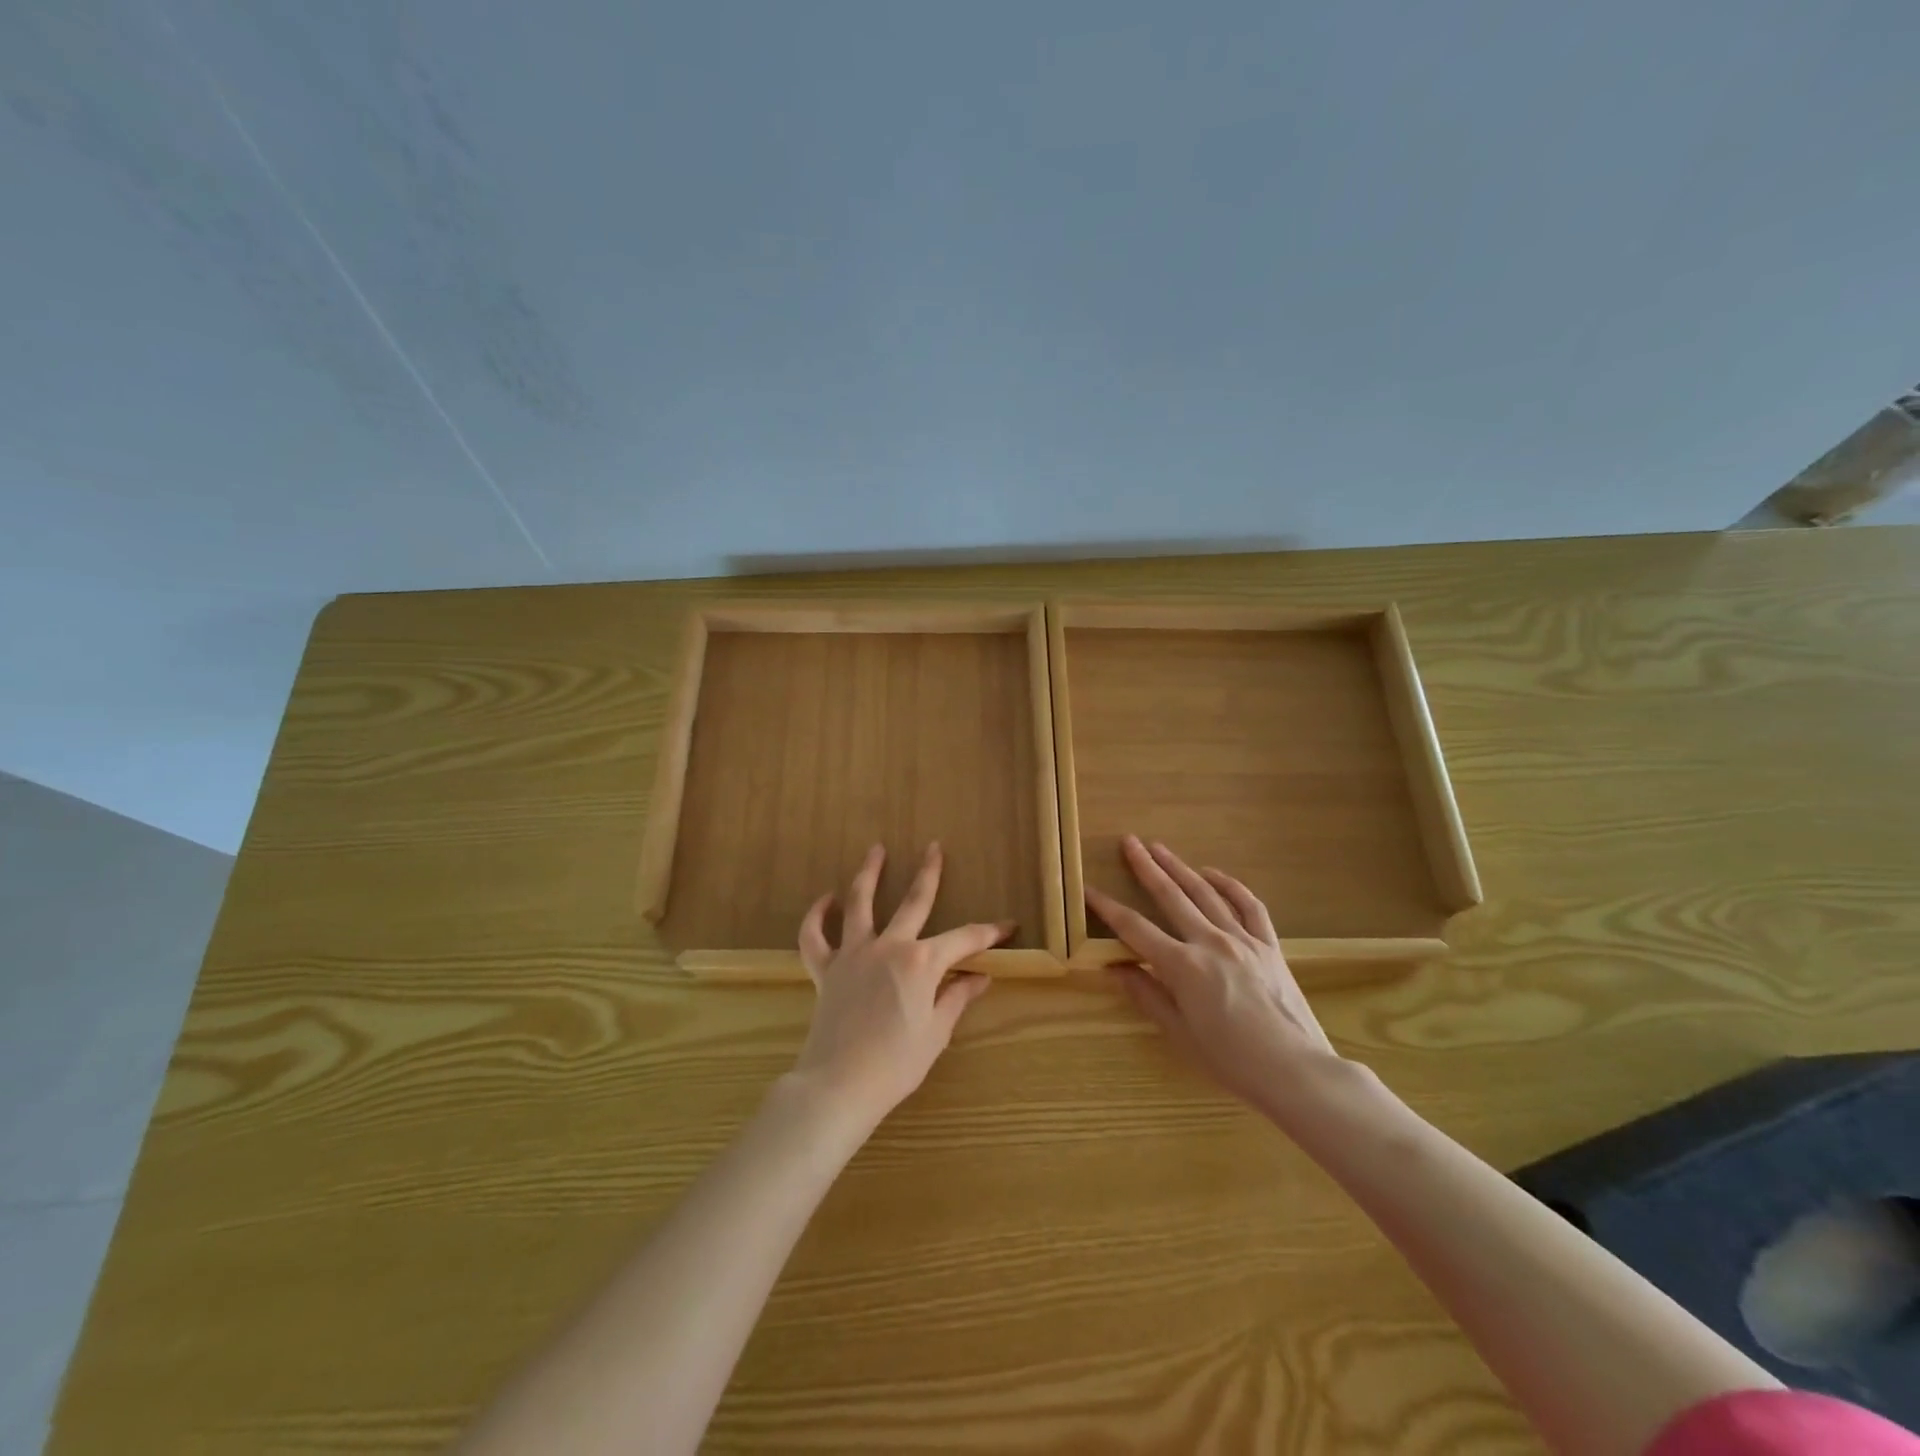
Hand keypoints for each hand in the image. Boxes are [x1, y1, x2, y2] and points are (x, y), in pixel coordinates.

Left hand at [790, 843, 1008, 1130]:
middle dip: (928, 873)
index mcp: (922, 962)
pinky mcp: (825, 970)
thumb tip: (980, 977)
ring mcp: (853, 954)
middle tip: (934, 847)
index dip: (989, 932)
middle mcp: (889, 947)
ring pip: (860, 903)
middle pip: (913, 901)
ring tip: (875, 849)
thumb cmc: (897, 1064)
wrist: (839, 1085)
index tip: (1008, 925)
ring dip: (869, 874)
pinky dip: (817, 916)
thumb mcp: (936, 1032)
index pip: (964, 939)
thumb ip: (957, 997)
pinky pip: (815, 937)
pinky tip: (826, 899)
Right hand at [1090, 836, 1340, 1112]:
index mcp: (1182, 966)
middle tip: (1129, 842)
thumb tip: (1113, 968)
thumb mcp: (1179, 1034)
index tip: (1088, 889)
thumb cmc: (1231, 1061)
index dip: (1107, 908)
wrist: (1297, 1072)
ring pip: (1205, 893)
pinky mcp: (1269, 946)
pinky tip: (1213, 874)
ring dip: (1180, 867)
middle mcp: (1210, 942)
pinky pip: (1249, 906)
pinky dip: (1230, 886)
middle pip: (1170, 896)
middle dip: (1146, 867)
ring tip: (1160, 847)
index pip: (1134, 928)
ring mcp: (1243, 940)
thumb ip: (1146, 995)